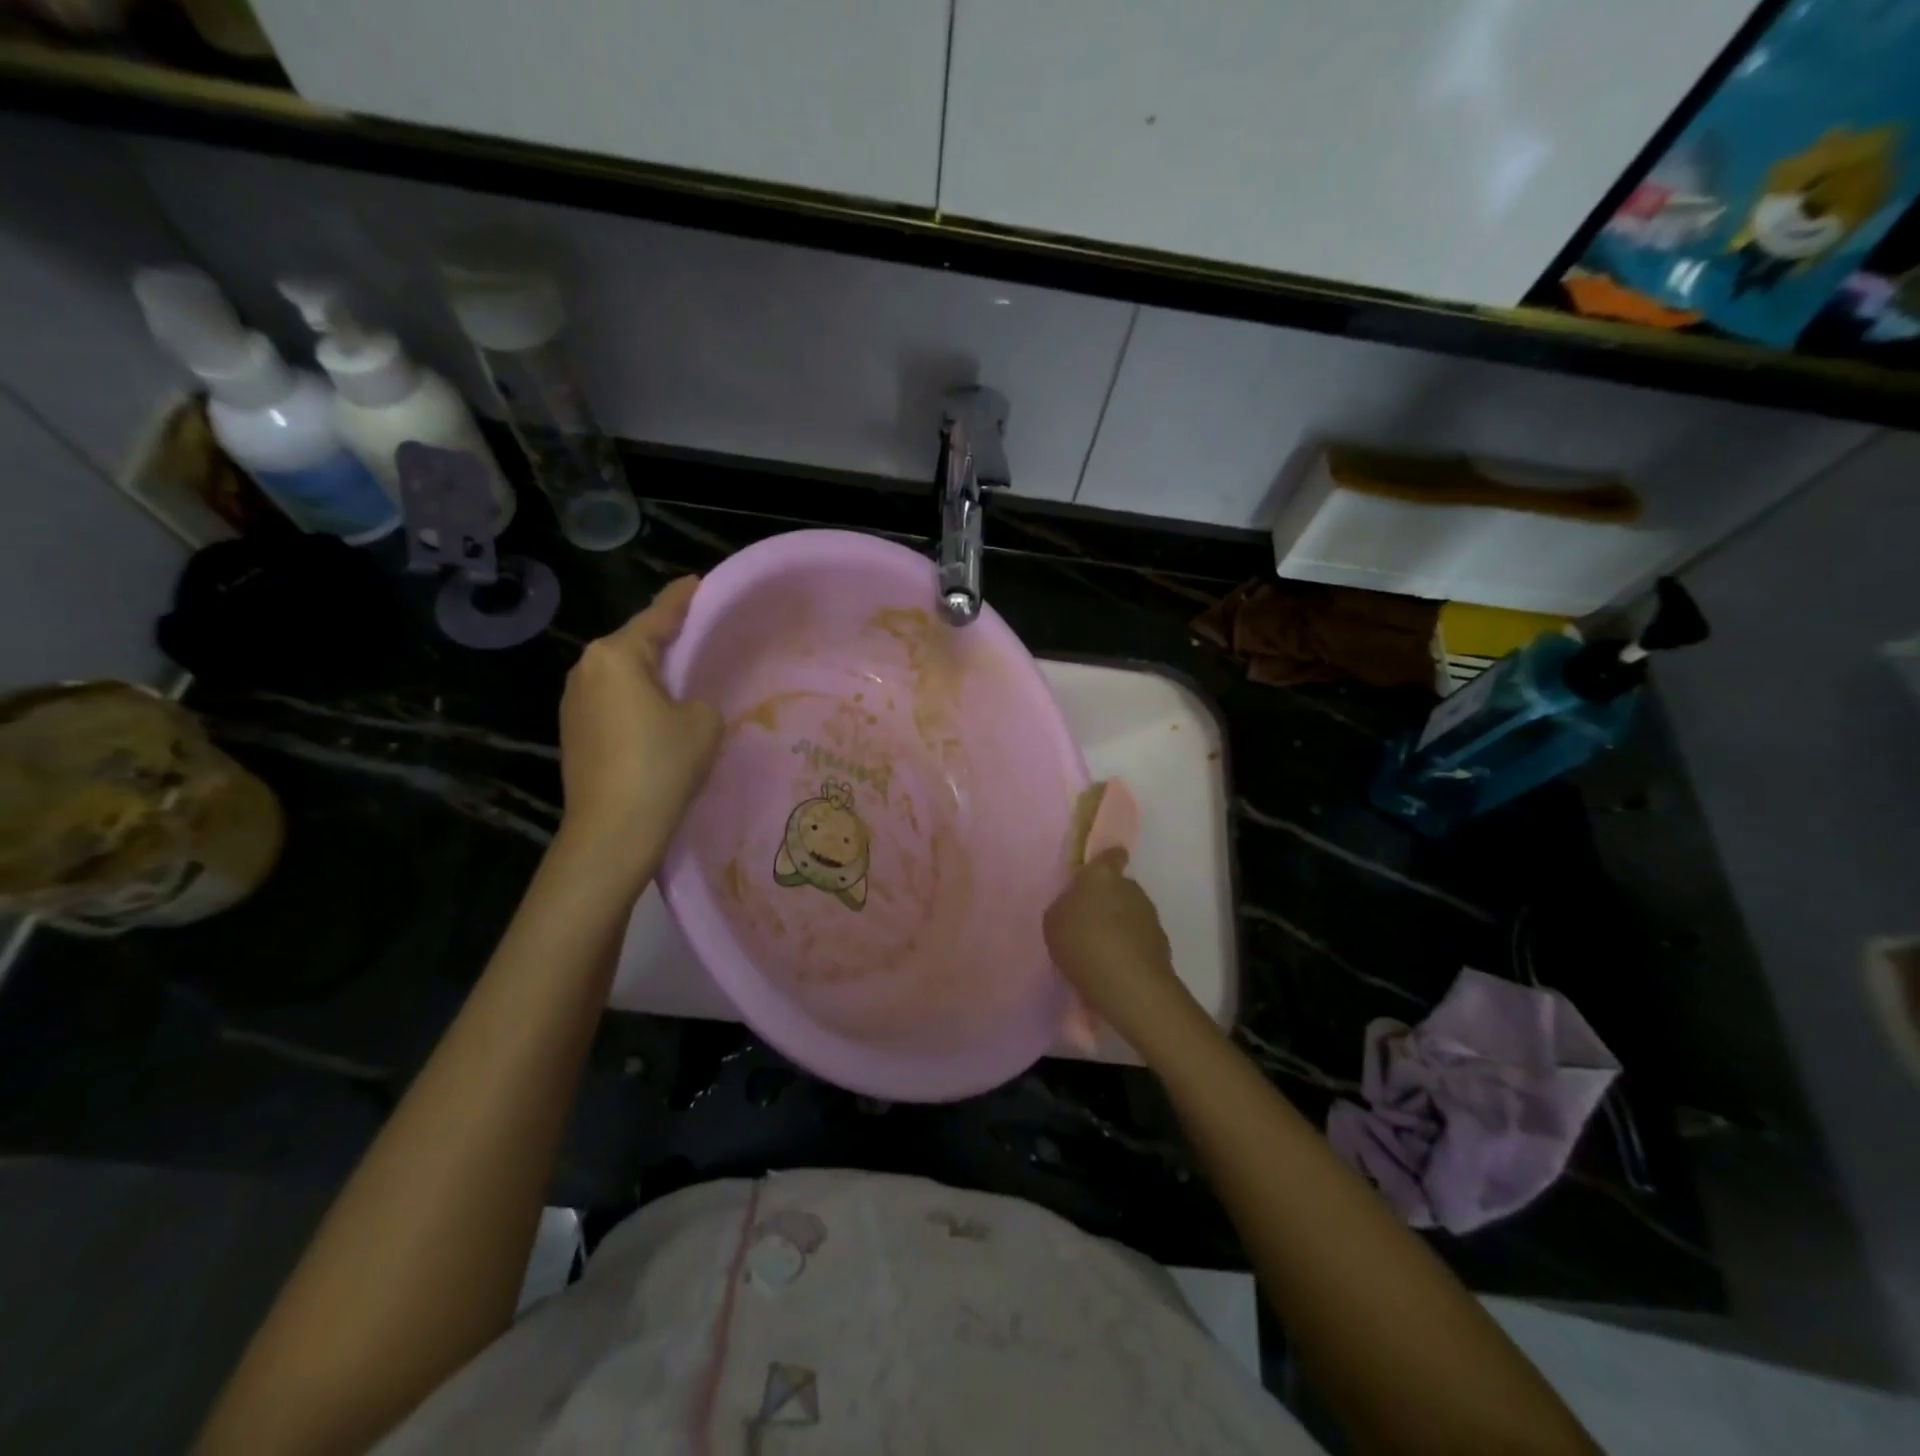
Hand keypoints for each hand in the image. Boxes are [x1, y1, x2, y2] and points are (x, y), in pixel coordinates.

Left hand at [556, 578, 720, 873]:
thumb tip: (682, 704)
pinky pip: (612, 700)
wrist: (613, 829)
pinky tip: (657, 713)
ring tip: (682, 675)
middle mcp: (586, 669)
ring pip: (621, 674)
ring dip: (649, 672)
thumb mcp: (702, 721)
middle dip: (665, 638)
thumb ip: (698, 697)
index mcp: (616, 655)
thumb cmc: (662, 764)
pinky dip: (636, 699)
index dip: (682, 599)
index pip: (657, 616)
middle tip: (698, 633)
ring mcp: (573, 702)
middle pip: (634, 643)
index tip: (698, 582)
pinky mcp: (573, 732)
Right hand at [1043, 848, 1194, 1049]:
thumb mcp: (1054, 920)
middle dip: (1109, 900)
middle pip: (1120, 887)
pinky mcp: (1162, 944)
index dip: (1107, 861)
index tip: (1099, 872)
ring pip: (1132, 913)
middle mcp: (1131, 888)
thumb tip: (1076, 905)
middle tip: (1090, 921)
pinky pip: (1139, 939)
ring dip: (1120, 925)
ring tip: (1102, 949)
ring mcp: (1150, 916)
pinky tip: (1115, 966)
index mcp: (1102, 875)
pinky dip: (1130, 947)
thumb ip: (1066, 905)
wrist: (1127, 983)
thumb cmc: (1082, 941)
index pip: (1111, 855)